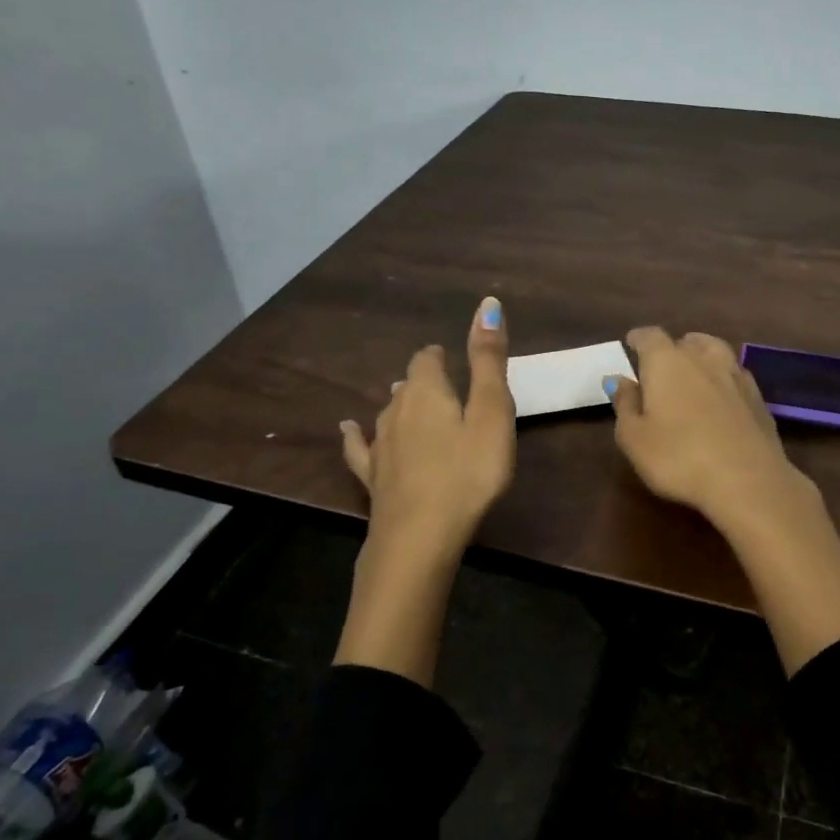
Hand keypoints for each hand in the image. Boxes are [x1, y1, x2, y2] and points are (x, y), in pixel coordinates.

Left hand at [340, 297, 515, 552]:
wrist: (421, 536)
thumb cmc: (468, 472)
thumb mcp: (492, 413)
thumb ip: (488, 360)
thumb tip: (487, 302)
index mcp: (427, 391)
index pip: (426, 360)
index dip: (439, 357)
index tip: (452, 361)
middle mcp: (395, 410)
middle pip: (406, 385)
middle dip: (423, 381)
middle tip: (444, 389)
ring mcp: (379, 445)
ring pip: (386, 413)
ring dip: (400, 405)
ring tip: (411, 403)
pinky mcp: (372, 477)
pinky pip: (359, 447)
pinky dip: (355, 436)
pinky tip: (348, 429)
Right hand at [607, 327, 813, 530]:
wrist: (747, 480)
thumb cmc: (678, 458)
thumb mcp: (634, 438)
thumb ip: (625, 404)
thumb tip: (618, 379)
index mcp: (667, 362)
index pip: (650, 336)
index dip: (639, 339)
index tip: (631, 343)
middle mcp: (703, 359)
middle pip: (685, 341)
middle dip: (671, 348)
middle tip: (661, 365)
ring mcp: (735, 376)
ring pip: (716, 352)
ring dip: (702, 355)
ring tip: (693, 370)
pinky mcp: (758, 398)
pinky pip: (735, 375)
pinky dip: (723, 378)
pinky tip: (721, 395)